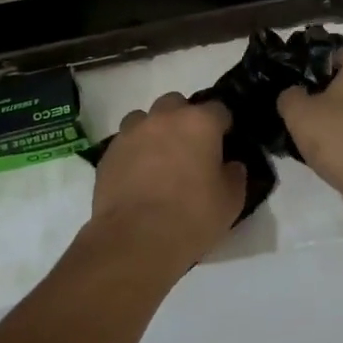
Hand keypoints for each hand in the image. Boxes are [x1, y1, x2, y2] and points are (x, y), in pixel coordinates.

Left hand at [90, 94, 246, 272]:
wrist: (135, 239)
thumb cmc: (191, 217)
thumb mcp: (230, 202)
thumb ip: (234, 175)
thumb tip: (230, 165)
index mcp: (199, 123)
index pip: (218, 109)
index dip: (223, 125)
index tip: (224, 142)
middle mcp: (164, 118)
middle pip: (176, 104)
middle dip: (184, 119)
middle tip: (189, 149)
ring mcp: (132, 132)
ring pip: (145, 118)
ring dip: (154, 131)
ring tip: (159, 160)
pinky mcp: (109, 152)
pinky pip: (125, 142)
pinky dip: (134, 152)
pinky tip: (138, 176)